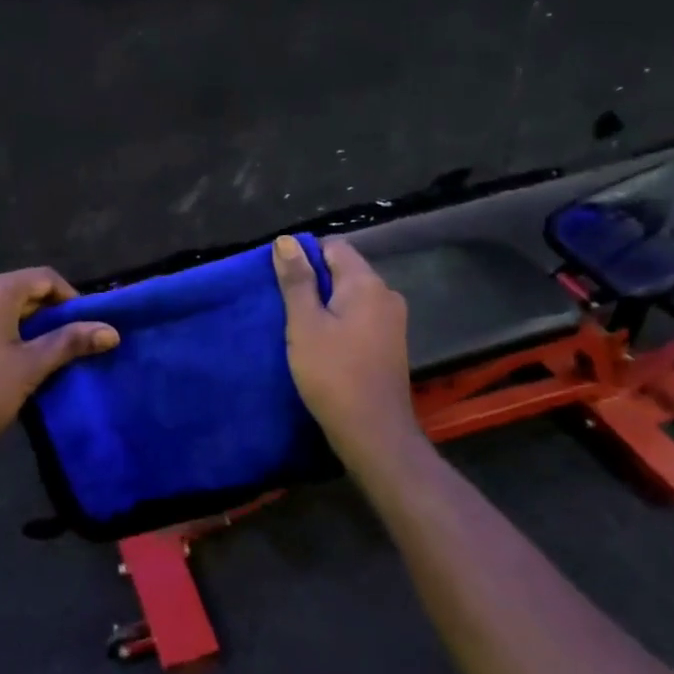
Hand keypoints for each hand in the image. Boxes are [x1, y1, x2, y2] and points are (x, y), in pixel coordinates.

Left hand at [0, 267, 118, 463]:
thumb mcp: (32, 366)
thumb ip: (71, 342)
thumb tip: (112, 331)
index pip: (45, 278)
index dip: (72, 298)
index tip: (89, 325)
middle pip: (24, 289)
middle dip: (51, 313)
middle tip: (72, 343)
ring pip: (4, 307)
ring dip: (29, 324)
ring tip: (47, 353)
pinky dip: (6, 331)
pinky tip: (14, 359)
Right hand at [273, 236, 417, 460]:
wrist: (373, 433)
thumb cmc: (333, 374)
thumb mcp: (304, 324)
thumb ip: (296, 280)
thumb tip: (286, 241)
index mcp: (367, 284)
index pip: (333, 247)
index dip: (304, 256)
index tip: (281, 281)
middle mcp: (386, 295)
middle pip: (343, 270)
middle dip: (312, 281)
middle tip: (283, 305)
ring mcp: (392, 321)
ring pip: (350, 296)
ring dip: (324, 304)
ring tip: (298, 325)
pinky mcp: (390, 344)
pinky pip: (359, 317)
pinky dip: (338, 321)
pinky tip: (320, 343)